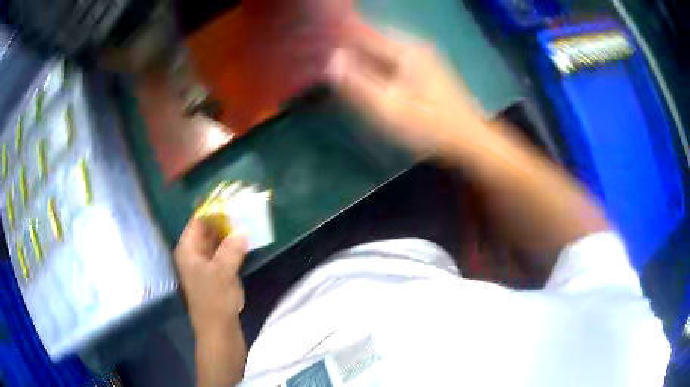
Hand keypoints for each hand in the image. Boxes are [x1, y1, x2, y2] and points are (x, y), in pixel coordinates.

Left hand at [174, 218, 247, 334]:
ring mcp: (204, 265)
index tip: (230, 200)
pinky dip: (231, 247)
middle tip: (241, 209)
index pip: (197, 221)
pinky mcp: (215, 275)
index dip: (212, 210)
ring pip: (215, 242)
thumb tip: (242, 230)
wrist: (218, 329)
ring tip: (245, 220)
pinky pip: (222, 254)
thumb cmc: (214, 299)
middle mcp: (193, 254)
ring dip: (228, 233)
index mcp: (187, 249)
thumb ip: (232, 248)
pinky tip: (244, 242)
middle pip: (205, 231)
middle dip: (222, 220)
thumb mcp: (223, 270)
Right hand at [326, 17, 485, 157]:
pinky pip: (393, 58)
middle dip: (349, 44)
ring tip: (341, 64)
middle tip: (326, 56)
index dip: (340, 35)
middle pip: (373, 39)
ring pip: (383, 49)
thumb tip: (330, 60)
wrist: (468, 139)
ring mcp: (423, 56)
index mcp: (405, 50)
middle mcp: (414, 46)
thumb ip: (358, 84)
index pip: (364, 33)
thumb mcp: (388, 109)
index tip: (318, 41)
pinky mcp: (427, 69)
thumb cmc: (428, 126)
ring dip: (362, 53)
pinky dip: (377, 62)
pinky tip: (368, 74)